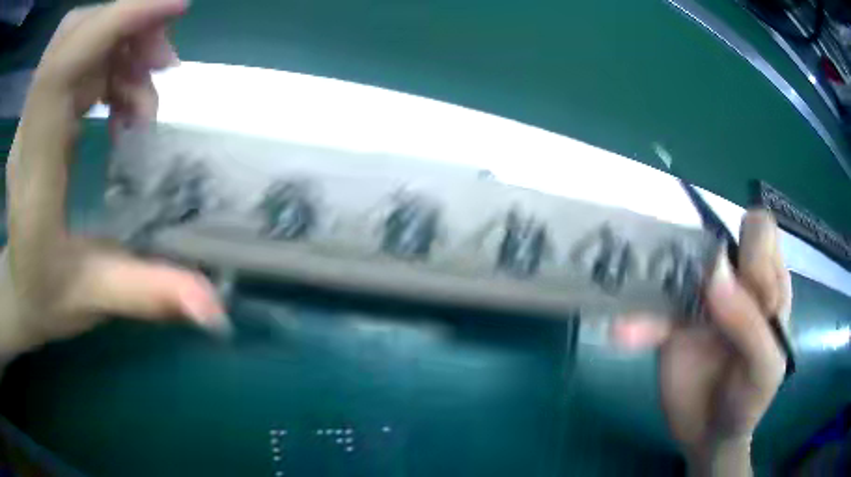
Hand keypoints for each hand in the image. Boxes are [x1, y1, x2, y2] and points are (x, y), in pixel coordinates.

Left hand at [1, 0, 227, 357]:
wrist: (18, 289)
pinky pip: (77, 55)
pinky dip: (110, 59)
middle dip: (123, 25)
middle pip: (71, 34)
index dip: (114, 21)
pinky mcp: (41, 110)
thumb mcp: (97, 301)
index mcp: (33, 173)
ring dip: (121, 41)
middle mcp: (28, 129)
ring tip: (148, 87)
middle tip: (163, 62)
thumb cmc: (47, 297)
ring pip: (77, 36)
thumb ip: (152, 295)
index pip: (61, 67)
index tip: (174, 7)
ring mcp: (32, 114)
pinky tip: (124, 100)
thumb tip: (215, 306)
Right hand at [612, 210, 791, 475]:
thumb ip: (748, 322)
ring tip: (645, 310)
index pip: (762, 231)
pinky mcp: (672, 322)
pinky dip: (639, 318)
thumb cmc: (749, 401)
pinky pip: (652, 306)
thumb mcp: (763, 370)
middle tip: (694, 289)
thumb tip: (714, 268)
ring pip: (678, 263)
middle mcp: (735, 281)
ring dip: (658, 277)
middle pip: (716, 234)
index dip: (751, 246)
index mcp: (769, 284)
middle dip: (701, 249)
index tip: (740, 280)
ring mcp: (702, 299)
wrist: (709, 436)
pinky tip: (624, 334)